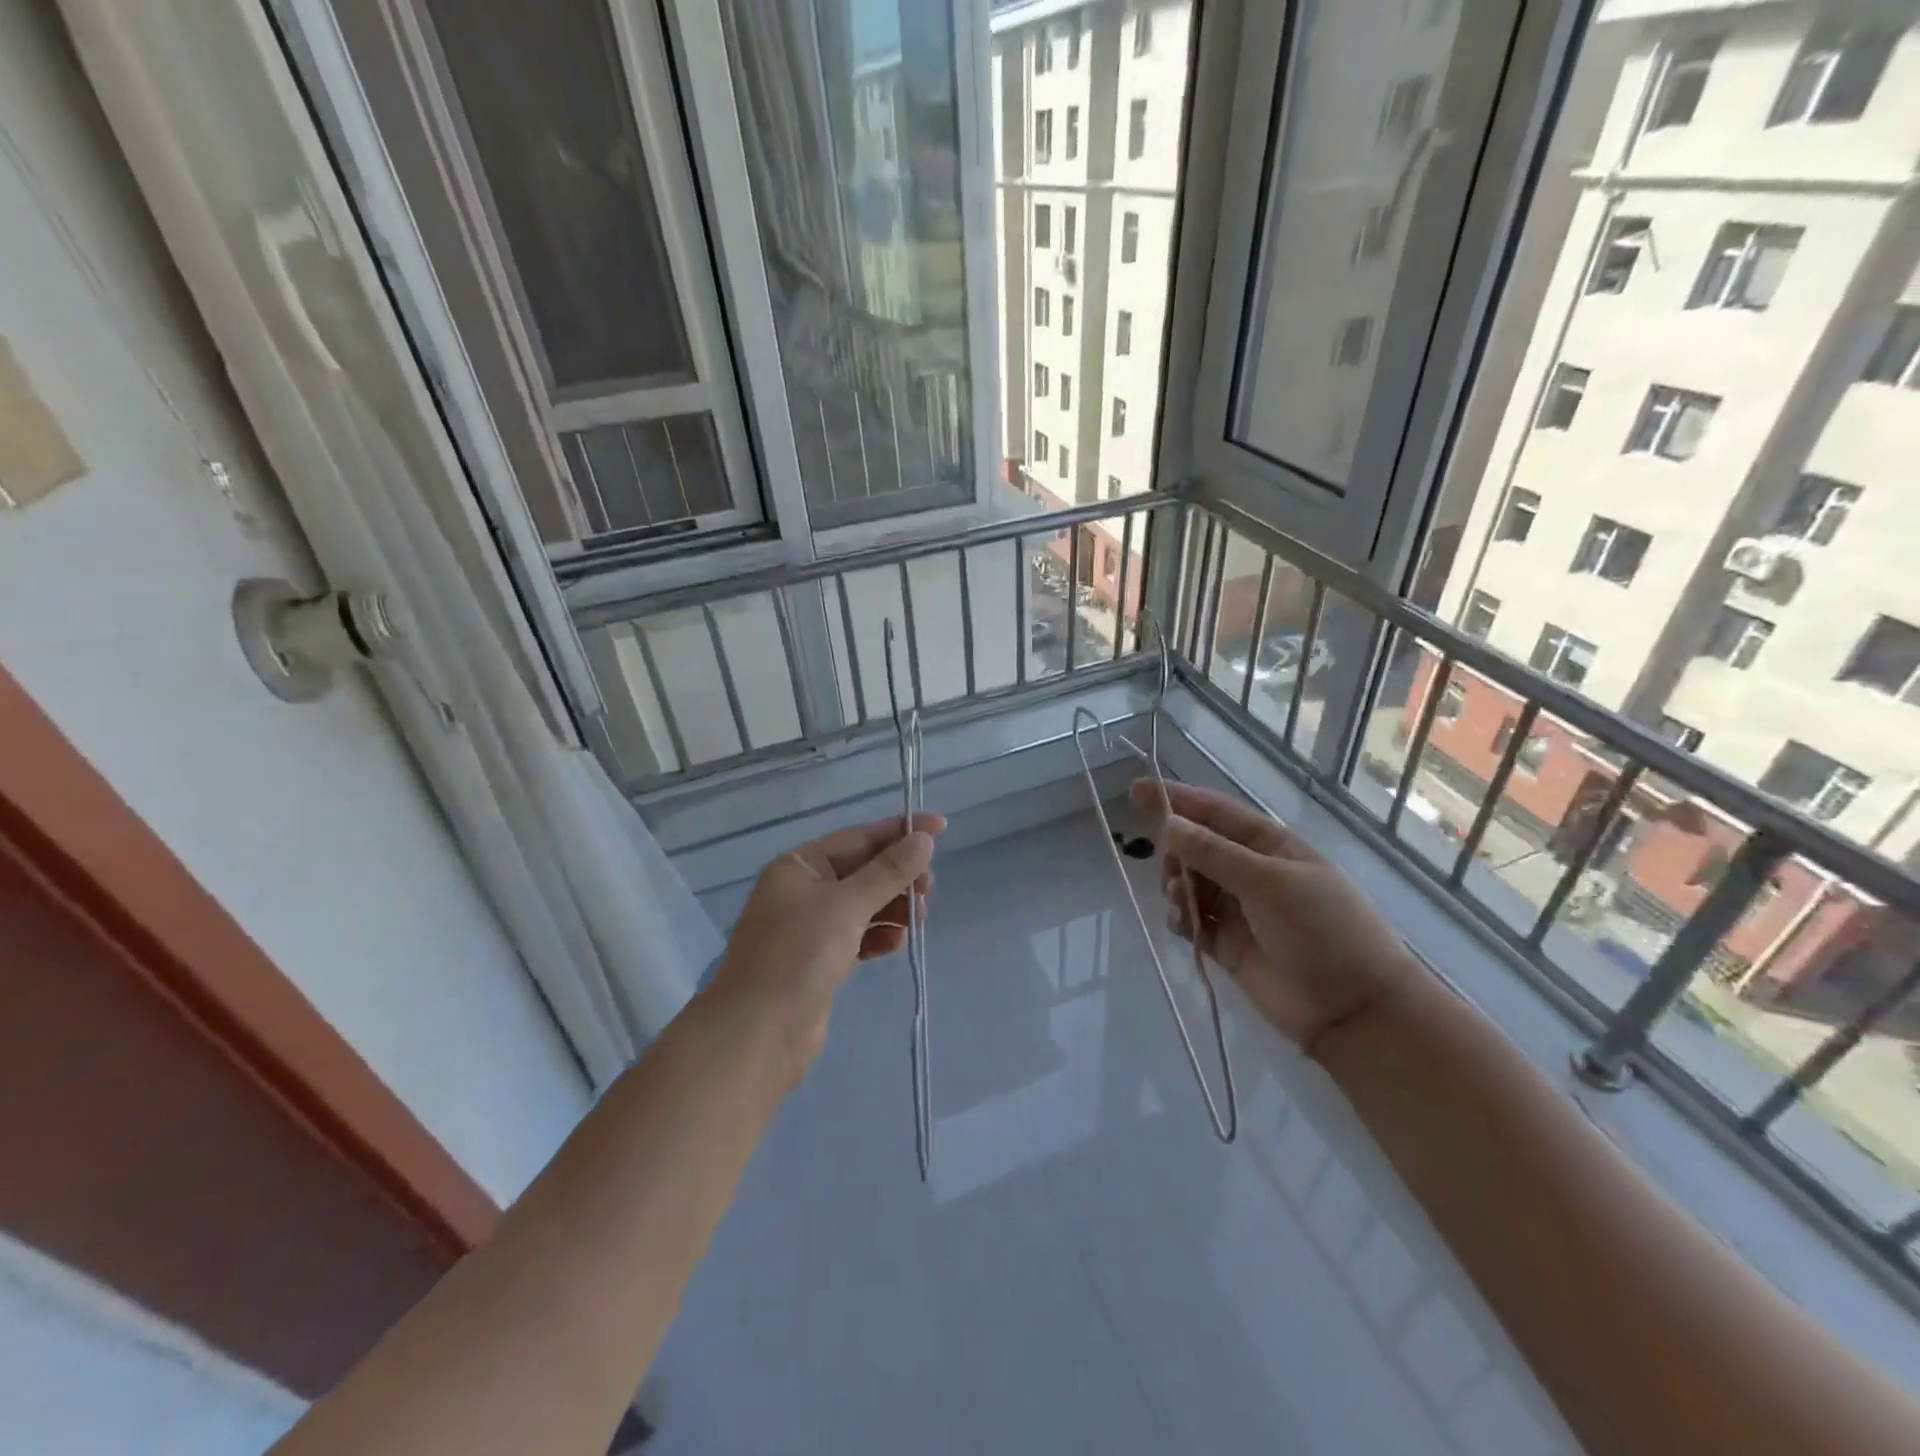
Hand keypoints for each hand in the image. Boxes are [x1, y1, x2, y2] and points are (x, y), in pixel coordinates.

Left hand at [711, 812, 944, 1080]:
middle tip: (927, 889)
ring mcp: (811, 927)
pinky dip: (879, 934)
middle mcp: (803, 890)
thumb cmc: (797, 956)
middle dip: (898, 875)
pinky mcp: (821, 959)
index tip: (941, 827)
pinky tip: (895, 943)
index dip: (899, 832)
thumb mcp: (846, 906)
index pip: (858, 838)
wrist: (757, 1034)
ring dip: (893, 906)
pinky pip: (859, 934)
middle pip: (863, 870)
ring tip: (917, 918)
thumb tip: (923, 839)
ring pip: (864, 903)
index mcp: (799, 866)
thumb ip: (888, 872)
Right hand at [1131, 779, 1421, 1055]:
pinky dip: (1180, 918)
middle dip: (1176, 852)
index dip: (1176, 799)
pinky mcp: (1226, 944)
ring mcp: (1238, 909)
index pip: (1214, 812)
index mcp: (1269, 845)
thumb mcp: (1270, 883)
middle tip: (1172, 870)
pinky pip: (1190, 921)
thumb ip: (1215, 854)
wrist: (1353, 1009)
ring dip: (1176, 886)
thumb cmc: (1323, 930)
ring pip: (1188, 883)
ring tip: (1180, 901)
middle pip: (1195, 847)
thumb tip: (1169, 825)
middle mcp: (1250, 872)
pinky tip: (1183, 925)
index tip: (1135, 791)